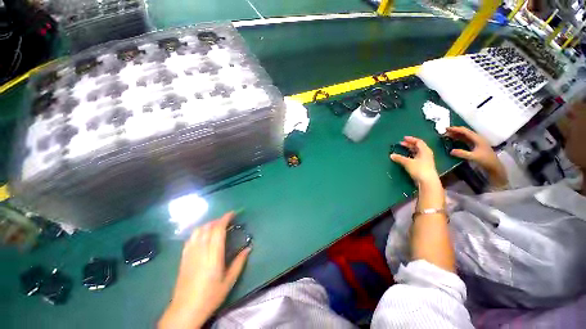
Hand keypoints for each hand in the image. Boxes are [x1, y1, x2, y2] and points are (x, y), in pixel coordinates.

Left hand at [158, 212, 250, 328]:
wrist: (185, 310)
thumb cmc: (210, 296)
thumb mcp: (229, 281)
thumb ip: (239, 262)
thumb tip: (249, 248)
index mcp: (213, 255)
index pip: (218, 230)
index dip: (225, 218)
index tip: (233, 214)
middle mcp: (201, 250)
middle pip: (208, 227)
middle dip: (218, 220)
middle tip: (228, 220)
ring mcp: (190, 253)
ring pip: (198, 230)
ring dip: (208, 224)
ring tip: (216, 226)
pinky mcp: (183, 257)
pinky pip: (190, 238)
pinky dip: (199, 231)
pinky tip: (203, 235)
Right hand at [390, 136, 439, 184]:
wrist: (427, 181)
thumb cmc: (419, 169)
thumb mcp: (407, 162)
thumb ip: (399, 158)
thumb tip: (391, 155)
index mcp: (425, 150)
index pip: (418, 141)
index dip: (411, 139)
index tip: (403, 138)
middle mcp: (426, 154)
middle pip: (418, 146)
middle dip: (409, 144)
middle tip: (401, 144)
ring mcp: (426, 160)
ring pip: (417, 152)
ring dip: (410, 150)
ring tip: (403, 149)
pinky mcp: (423, 166)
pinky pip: (416, 157)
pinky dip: (411, 156)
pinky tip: (406, 158)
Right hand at [445, 127, 507, 186]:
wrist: (494, 166)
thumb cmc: (485, 160)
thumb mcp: (473, 157)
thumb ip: (462, 153)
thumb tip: (451, 151)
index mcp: (477, 139)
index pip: (465, 131)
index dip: (455, 129)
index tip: (446, 129)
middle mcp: (477, 138)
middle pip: (465, 132)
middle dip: (455, 131)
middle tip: (445, 131)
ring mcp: (476, 142)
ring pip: (465, 135)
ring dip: (456, 134)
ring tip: (447, 135)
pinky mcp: (475, 145)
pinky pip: (465, 139)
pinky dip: (458, 139)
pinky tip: (454, 140)